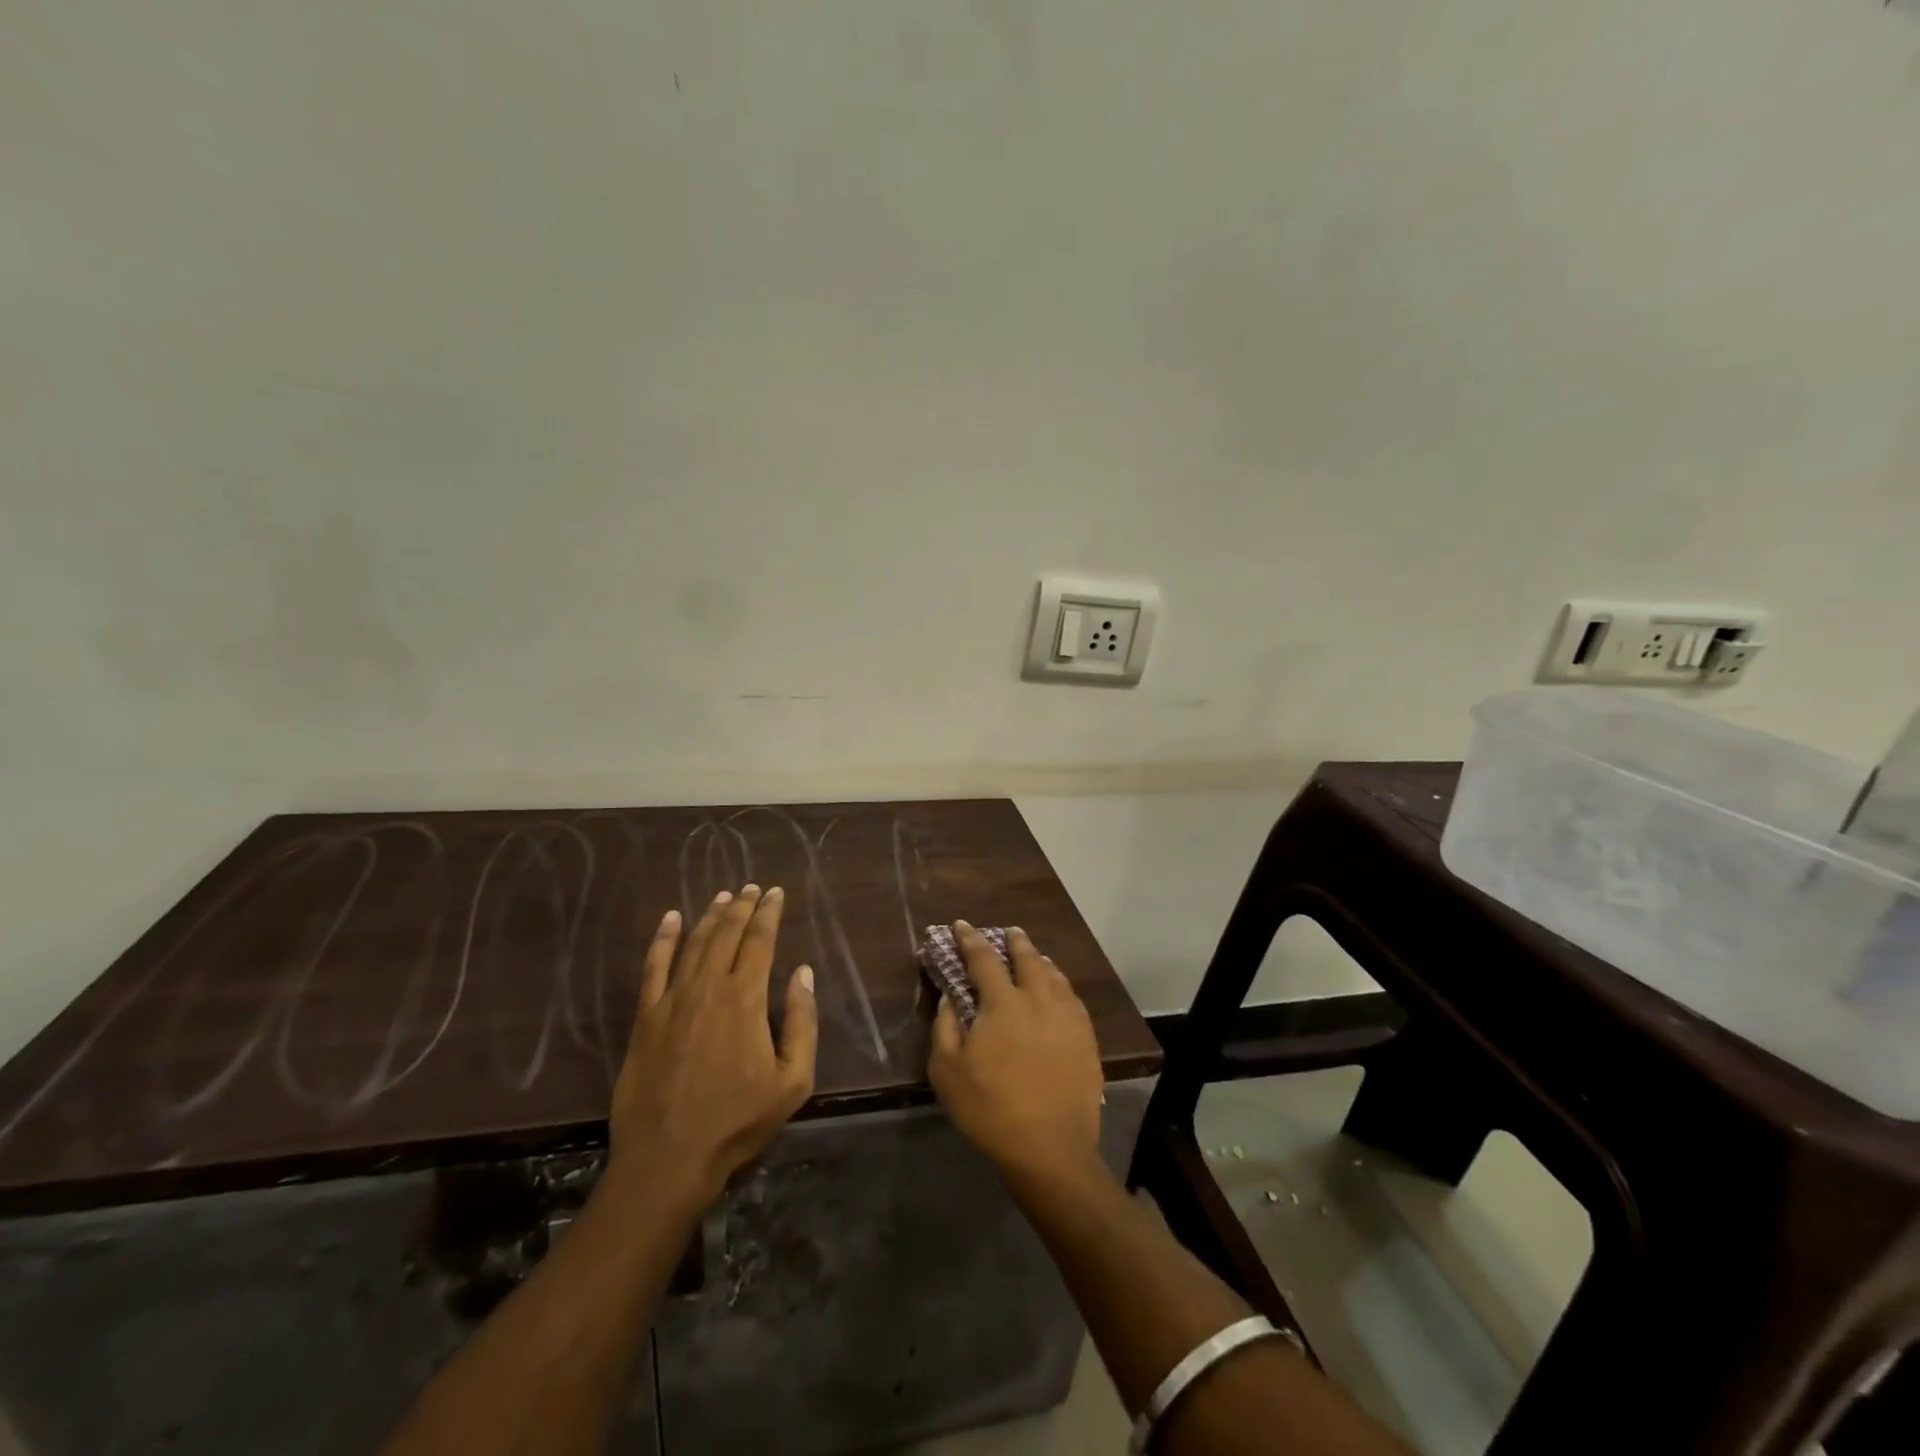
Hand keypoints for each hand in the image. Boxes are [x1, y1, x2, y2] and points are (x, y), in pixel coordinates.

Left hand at [606, 886, 817, 1206]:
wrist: (669, 1158)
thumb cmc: (738, 1121)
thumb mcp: (793, 1080)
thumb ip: (802, 1021)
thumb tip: (803, 973)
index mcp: (746, 999)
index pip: (760, 941)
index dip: (769, 913)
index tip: (776, 893)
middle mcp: (708, 988)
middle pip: (727, 934)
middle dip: (743, 907)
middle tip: (753, 887)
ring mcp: (672, 1000)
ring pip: (694, 943)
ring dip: (710, 916)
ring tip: (724, 896)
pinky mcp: (646, 1017)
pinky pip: (654, 967)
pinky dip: (662, 939)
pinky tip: (670, 919)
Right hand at [928, 923, 1103, 1180]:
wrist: (1050, 1147)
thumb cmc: (990, 1108)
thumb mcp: (947, 1070)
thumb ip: (945, 1026)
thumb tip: (950, 997)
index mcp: (1003, 1002)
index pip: (983, 959)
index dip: (970, 940)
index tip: (961, 926)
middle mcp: (1039, 999)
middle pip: (1027, 958)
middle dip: (1015, 942)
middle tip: (1008, 932)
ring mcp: (1067, 1017)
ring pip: (1054, 975)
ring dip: (1040, 960)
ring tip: (1035, 957)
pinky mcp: (1086, 1038)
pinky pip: (1072, 998)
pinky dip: (1061, 985)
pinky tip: (1059, 991)